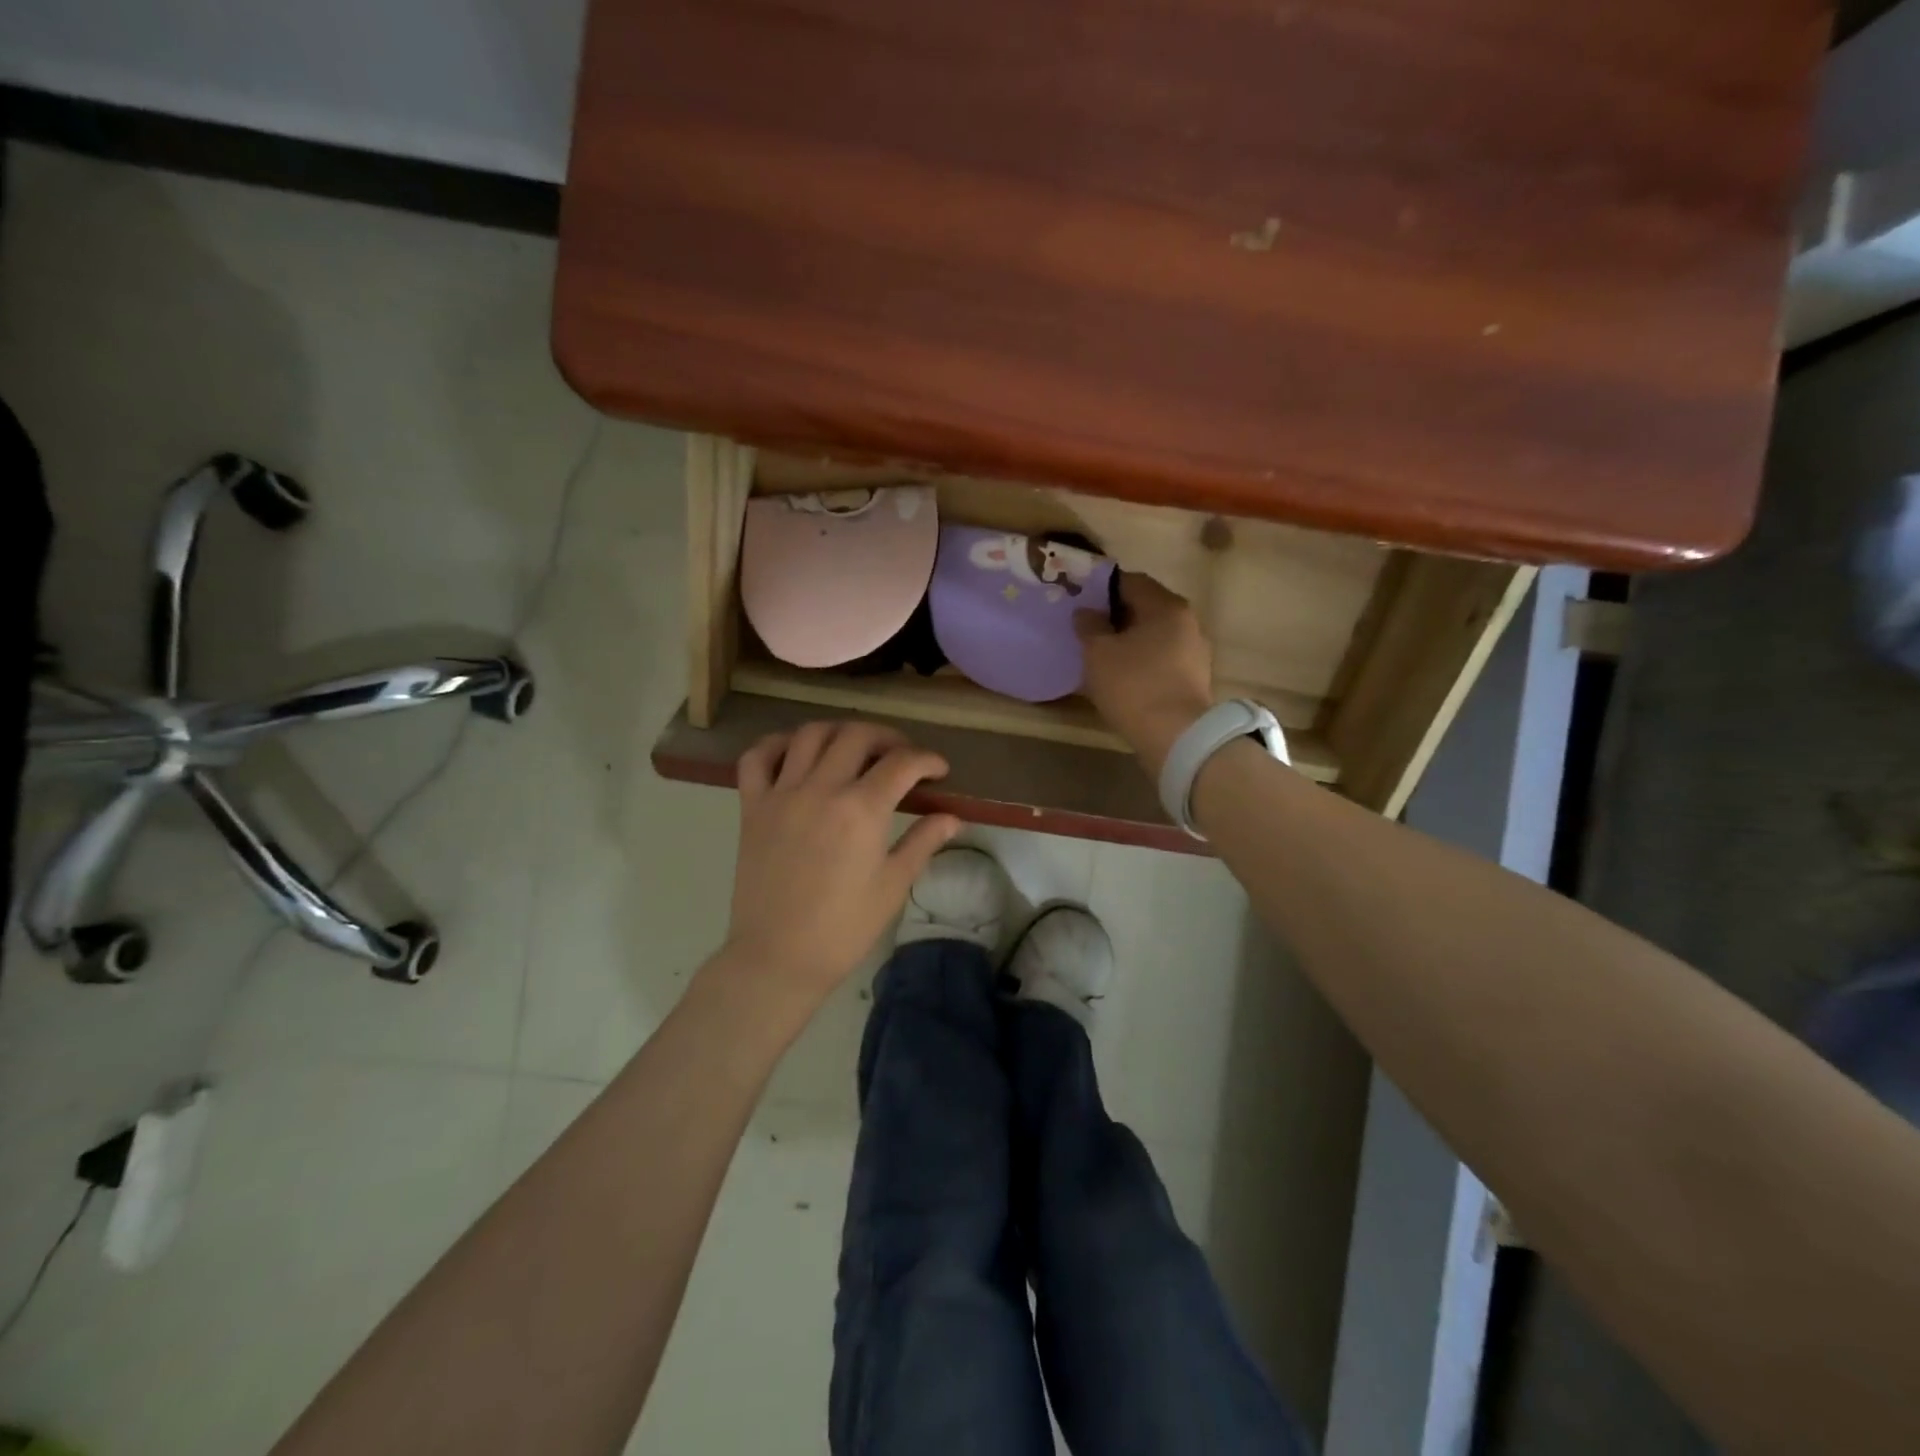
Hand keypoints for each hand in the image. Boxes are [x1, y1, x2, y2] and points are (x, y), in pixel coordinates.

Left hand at [717, 721, 961, 1007]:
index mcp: (861, 810)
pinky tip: (797, 753)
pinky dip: (778, 744)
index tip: (939, 771)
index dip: (927, 760)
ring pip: (810, 734)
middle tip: (901, 757)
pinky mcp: (752, 806)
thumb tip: (953, 817)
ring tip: (855, 749)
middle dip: (888, 738)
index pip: (902, 763)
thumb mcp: (893, 886)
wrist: (778, 957)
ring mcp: (781, 794)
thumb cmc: (843, 928)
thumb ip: (923, 842)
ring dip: (840, 732)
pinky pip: (757, 757)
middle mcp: (821, 789)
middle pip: (858, 735)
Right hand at [1075, 572, 1214, 777]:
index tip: (1079, 600)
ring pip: (1154, 634)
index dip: (1102, 587)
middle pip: (1145, 607)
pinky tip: (1122, 676)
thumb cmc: (1134, 685)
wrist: (1176, 737)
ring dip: (1129, 640)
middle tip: (1086, 627)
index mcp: (1166, 606)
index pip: (1130, 581)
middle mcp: (1187, 621)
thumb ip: (1089, 625)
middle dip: (1115, 615)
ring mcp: (1195, 650)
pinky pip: (1161, 658)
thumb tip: (1086, 611)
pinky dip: (1142, 660)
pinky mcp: (1194, 678)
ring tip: (1101, 654)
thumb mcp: (1098, 653)